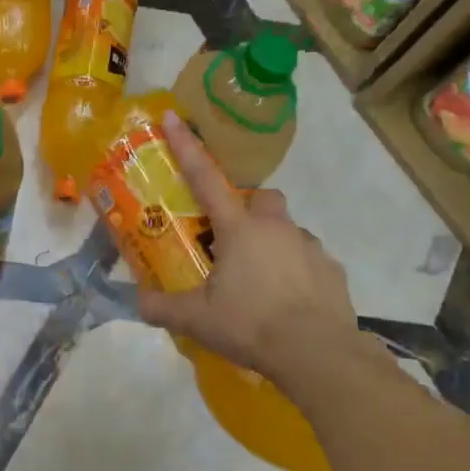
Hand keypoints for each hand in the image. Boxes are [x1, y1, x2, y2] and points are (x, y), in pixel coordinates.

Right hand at [137, 112, 381, 392]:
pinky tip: (287, 301)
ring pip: (288, 229)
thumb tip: (137, 303)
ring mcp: (309, 247)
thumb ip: (162, 308)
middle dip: (247, 208)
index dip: (186, 147)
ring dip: (272, 243)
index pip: (205, 179)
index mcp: (239, 230)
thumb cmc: (250, 324)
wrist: (317, 353)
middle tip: (231, 240)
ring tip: (259, 281)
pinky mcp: (332, 270)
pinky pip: (309, 259)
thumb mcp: (197, 319)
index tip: (172, 117)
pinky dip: (296, 271)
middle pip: (261, 197)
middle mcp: (276, 228)